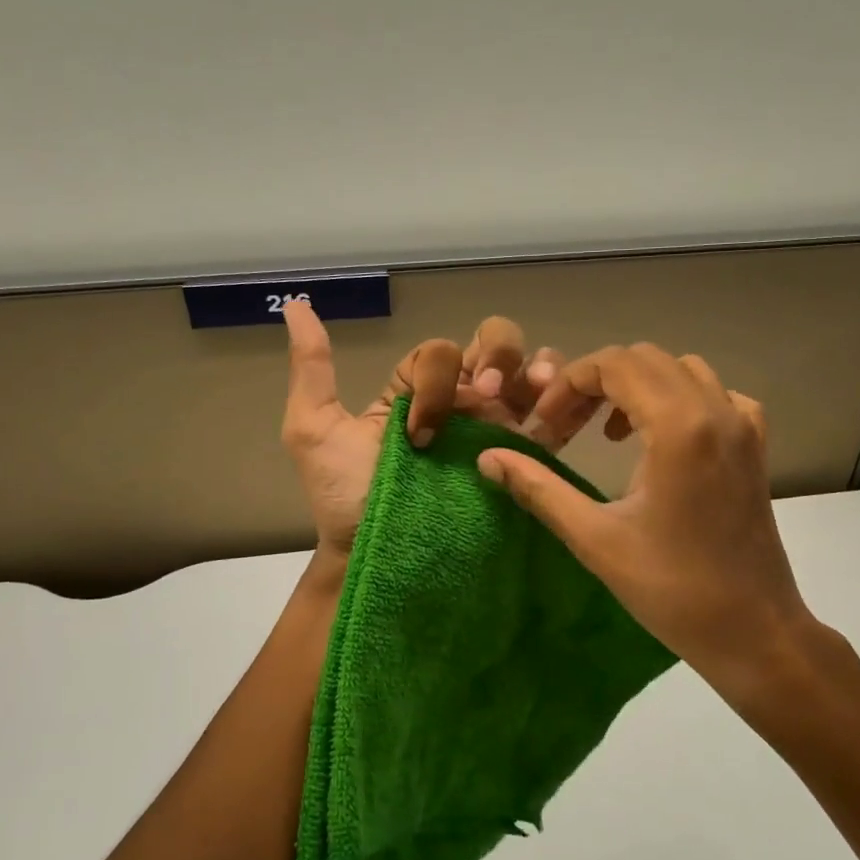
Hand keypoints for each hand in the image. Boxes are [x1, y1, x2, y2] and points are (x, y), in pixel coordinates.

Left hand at [281, 301, 560, 557]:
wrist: (376, 554)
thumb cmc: (344, 496)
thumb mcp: (315, 428)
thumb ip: (313, 368)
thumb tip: (295, 305)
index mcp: (416, 389)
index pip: (442, 353)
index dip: (437, 378)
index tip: (421, 429)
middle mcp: (459, 402)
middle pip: (493, 344)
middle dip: (498, 354)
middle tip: (489, 393)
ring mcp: (492, 429)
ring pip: (527, 373)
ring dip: (536, 368)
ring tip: (539, 388)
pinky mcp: (519, 459)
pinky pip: (551, 420)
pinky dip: (564, 402)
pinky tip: (562, 406)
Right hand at [476, 344, 831, 696]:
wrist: (753, 630)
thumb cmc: (671, 589)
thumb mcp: (594, 538)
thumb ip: (538, 488)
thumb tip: (487, 458)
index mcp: (678, 426)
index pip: (613, 365)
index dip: (567, 386)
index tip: (543, 428)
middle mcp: (716, 410)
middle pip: (644, 359)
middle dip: (595, 383)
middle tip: (565, 429)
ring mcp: (743, 425)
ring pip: (680, 369)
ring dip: (636, 387)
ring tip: (606, 433)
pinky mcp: (755, 445)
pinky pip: (715, 394)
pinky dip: (679, 399)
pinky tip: (661, 438)